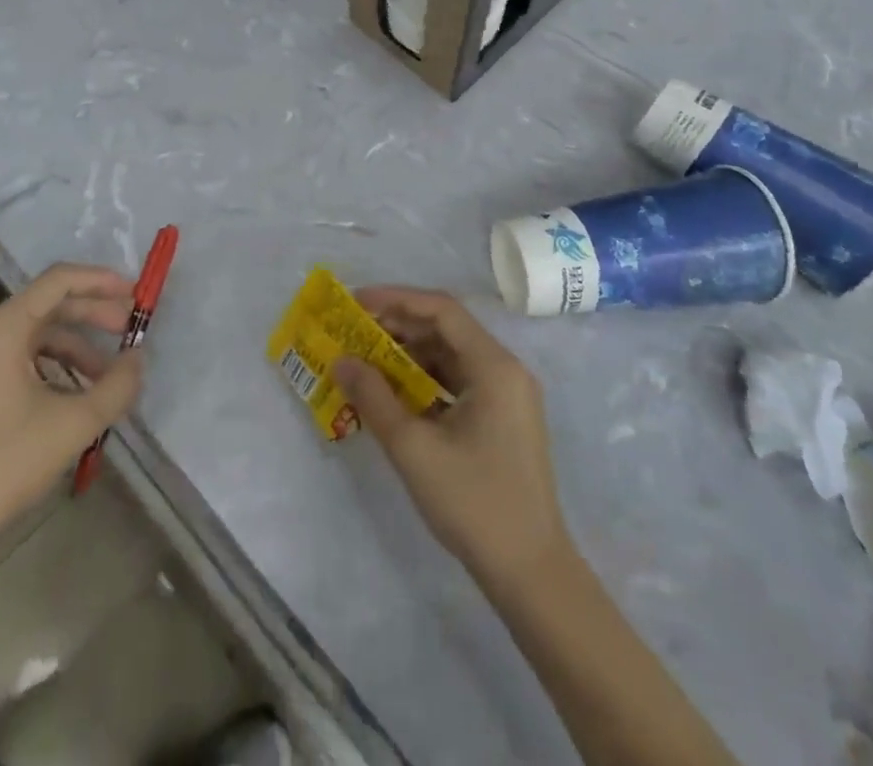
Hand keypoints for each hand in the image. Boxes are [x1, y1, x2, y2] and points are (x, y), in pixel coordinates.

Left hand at [0, 264, 143, 564]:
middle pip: (50, 305)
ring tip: (110, 377)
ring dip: (77, 348)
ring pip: (37, 336)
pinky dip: (54, 368)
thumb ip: (115, 387)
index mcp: (2, 328)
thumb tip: (138, 360)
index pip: (59, 281)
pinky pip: (22, 359)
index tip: (137, 296)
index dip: (102, 281)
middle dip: (94, 315)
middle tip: (133, 333)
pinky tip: (77, 396)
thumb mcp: (71, 426)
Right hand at [333, 287, 569, 591]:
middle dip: (398, 326)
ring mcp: (507, 396)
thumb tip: (341, 360)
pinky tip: (394, 393)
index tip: (356, 303)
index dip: (396, 299)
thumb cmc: (474, 503)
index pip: (441, 310)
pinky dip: (425, 380)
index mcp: (494, 367)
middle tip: (354, 331)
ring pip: (451, 355)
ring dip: (409, 354)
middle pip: (447, 329)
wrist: (531, 574)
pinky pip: (458, 381)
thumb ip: (374, 397)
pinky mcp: (502, 419)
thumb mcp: (413, 448)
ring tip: (366, 359)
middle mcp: (505, 370)